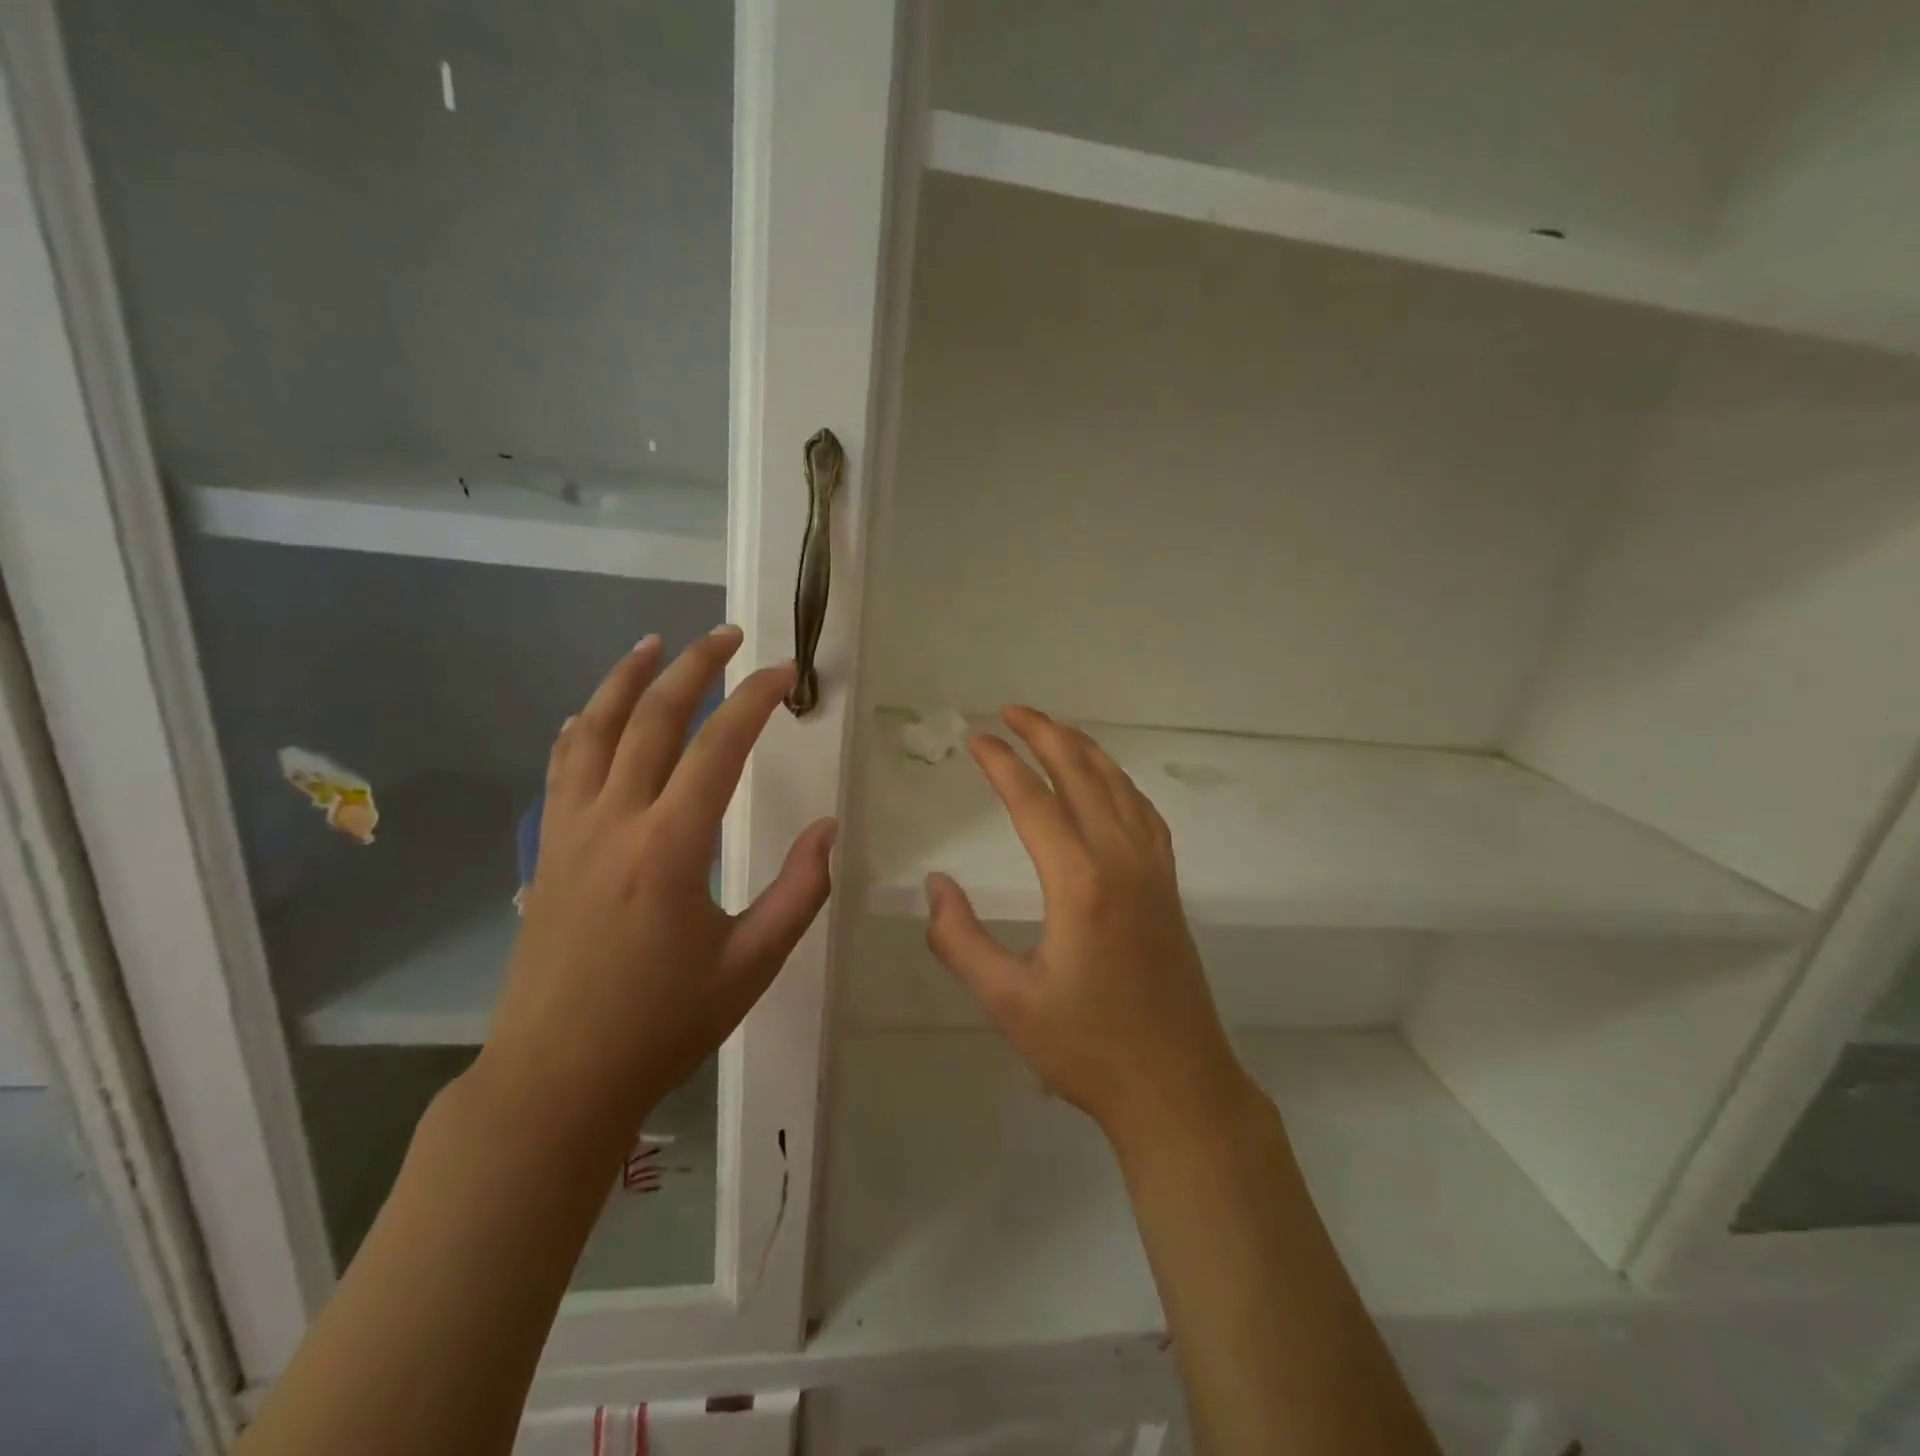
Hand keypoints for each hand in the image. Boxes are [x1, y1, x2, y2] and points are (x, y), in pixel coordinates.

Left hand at [475, 626, 836, 1148]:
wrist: (556, 1078)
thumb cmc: (662, 1025)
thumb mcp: (752, 964)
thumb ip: (800, 891)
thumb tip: (828, 828)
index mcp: (670, 847)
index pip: (719, 746)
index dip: (755, 699)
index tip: (785, 672)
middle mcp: (614, 821)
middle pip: (652, 718)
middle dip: (694, 667)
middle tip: (727, 636)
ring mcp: (570, 832)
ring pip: (593, 731)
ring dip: (625, 680)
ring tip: (654, 643)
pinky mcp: (548, 852)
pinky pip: (561, 770)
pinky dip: (579, 730)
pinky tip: (587, 715)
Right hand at [923, 706, 1249, 1143]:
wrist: (1176, 1084)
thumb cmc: (1086, 1048)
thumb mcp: (1007, 1002)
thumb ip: (960, 940)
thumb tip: (935, 886)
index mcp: (1081, 884)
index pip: (1034, 802)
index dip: (1002, 764)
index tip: (977, 739)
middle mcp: (1122, 861)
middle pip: (1083, 775)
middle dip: (1046, 734)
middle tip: (1011, 711)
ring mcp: (1153, 870)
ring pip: (1120, 786)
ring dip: (1084, 750)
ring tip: (1053, 730)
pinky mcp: (1169, 886)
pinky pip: (1144, 813)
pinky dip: (1119, 782)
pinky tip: (1107, 783)